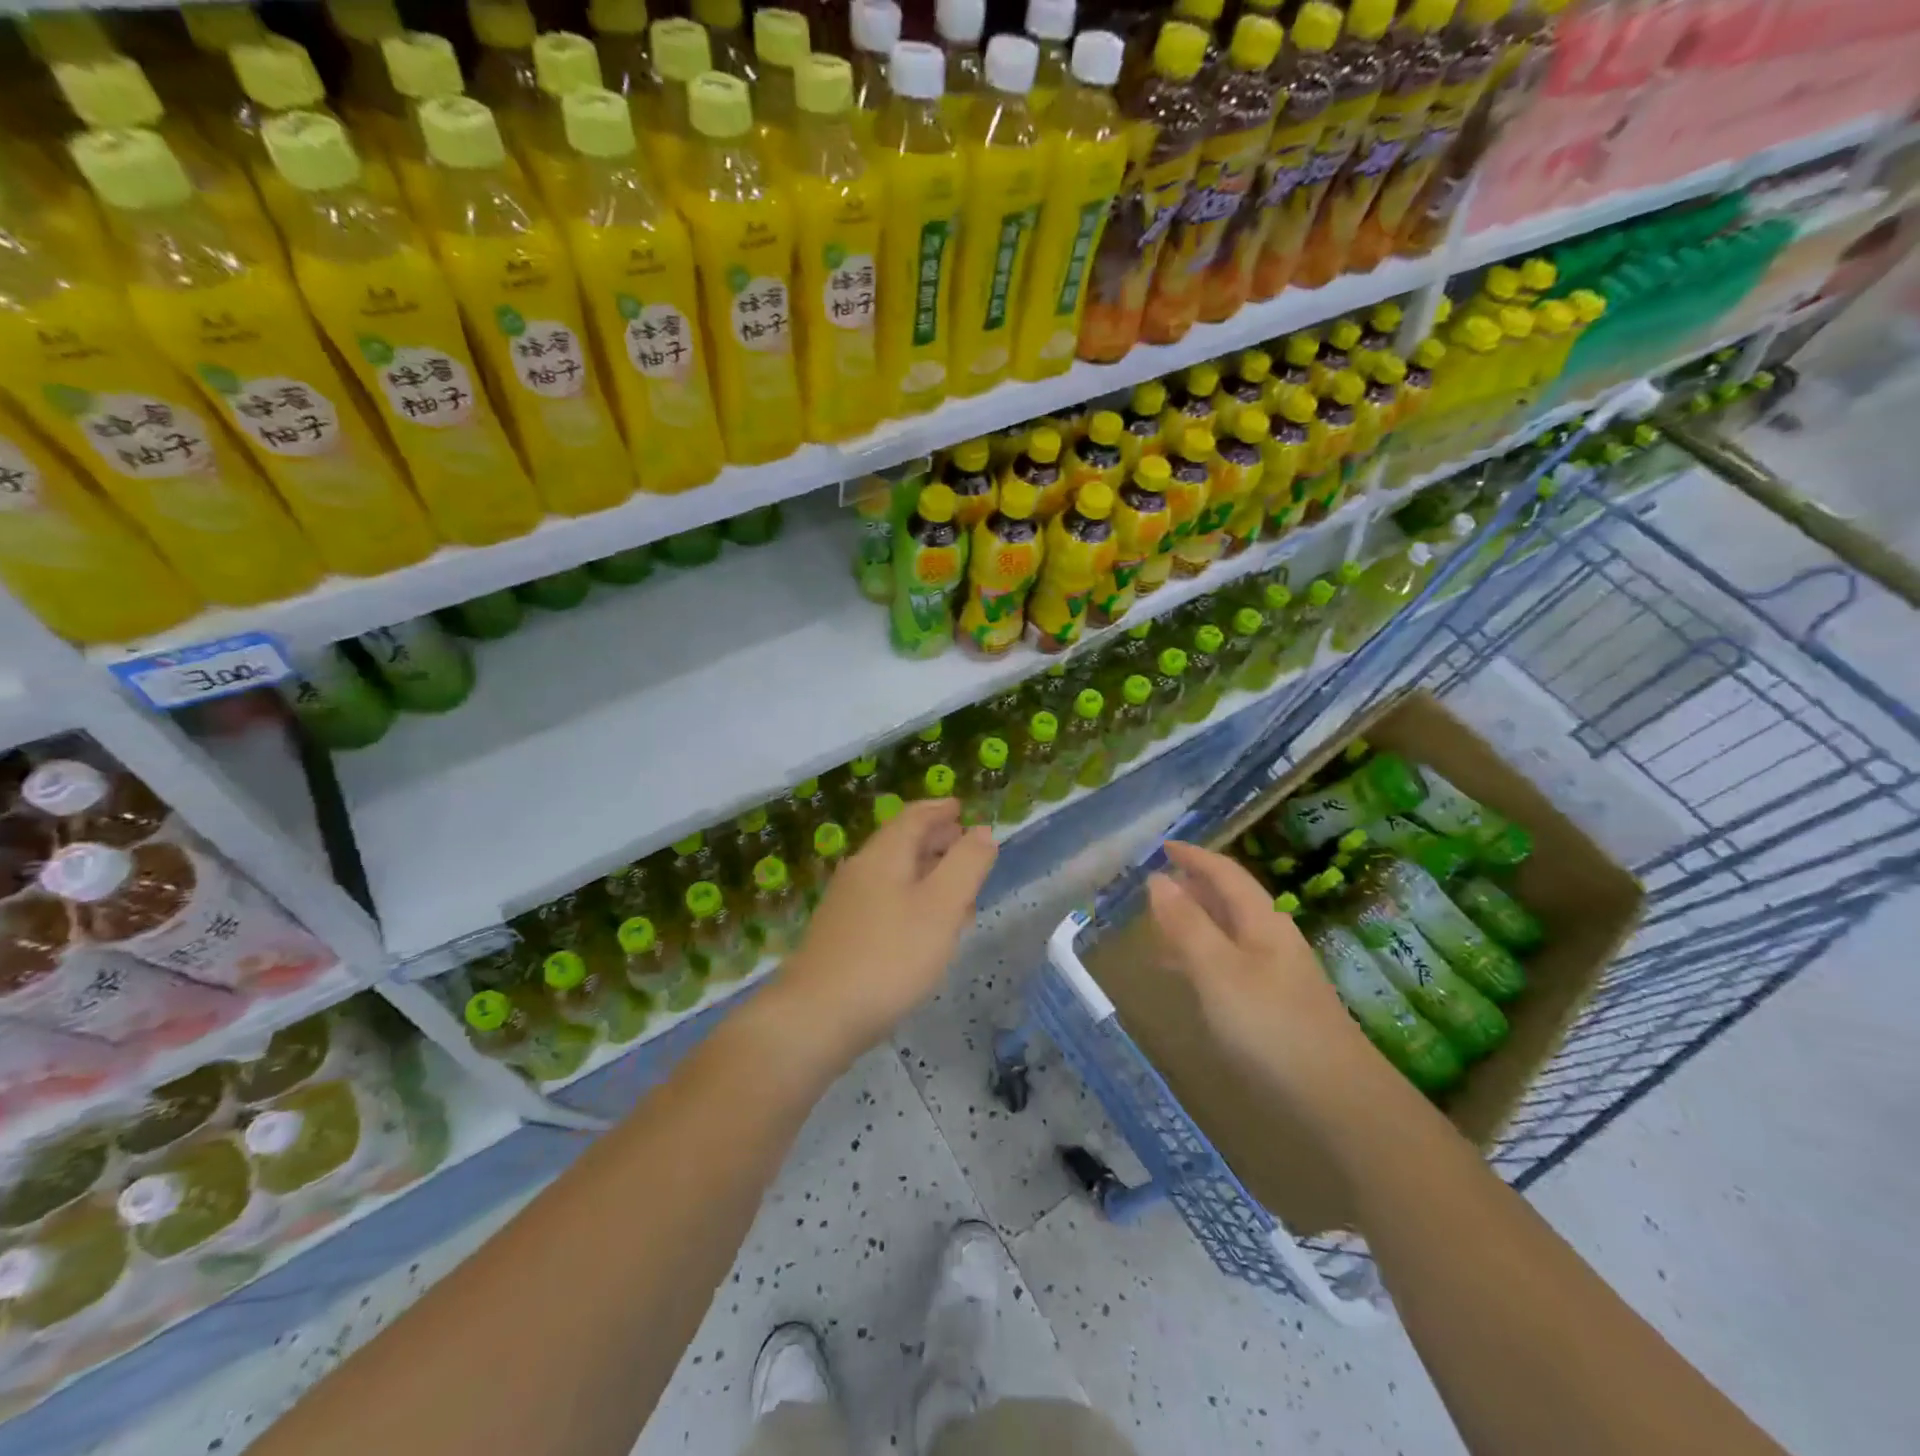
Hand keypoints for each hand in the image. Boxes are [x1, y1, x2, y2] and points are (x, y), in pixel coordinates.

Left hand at [773, 798, 995, 1060]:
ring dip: (927, 874)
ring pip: (894, 875)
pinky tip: (925, 929)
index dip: (940, 810)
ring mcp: (847, 904)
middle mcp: (861, 871)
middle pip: (902, 843)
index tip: (961, 808)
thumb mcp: (941, 907)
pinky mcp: (842, 935)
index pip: (914, 817)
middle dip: (936, 841)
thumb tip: (982, 831)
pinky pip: (885, 903)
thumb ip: (966, 865)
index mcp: (884, 855)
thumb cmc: (889, 957)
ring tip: (957, 891)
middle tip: (966, 846)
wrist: (817, 1017)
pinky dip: (912, 901)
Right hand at [1148, 841, 1378, 1103]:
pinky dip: (1200, 958)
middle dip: (1192, 887)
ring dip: (1194, 923)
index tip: (1161, 846)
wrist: (1338, 1100)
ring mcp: (1276, 974)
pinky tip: (1184, 978)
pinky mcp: (1274, 1007)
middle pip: (1229, 900)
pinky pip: (1228, 965)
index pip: (1225, 873)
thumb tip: (1158, 879)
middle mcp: (1271, 939)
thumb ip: (1186, 924)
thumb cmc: (1270, 1025)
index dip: (1193, 856)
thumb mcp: (1217, 970)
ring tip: (1157, 927)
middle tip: (1154, 885)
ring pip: (1227, 933)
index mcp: (1262, 921)